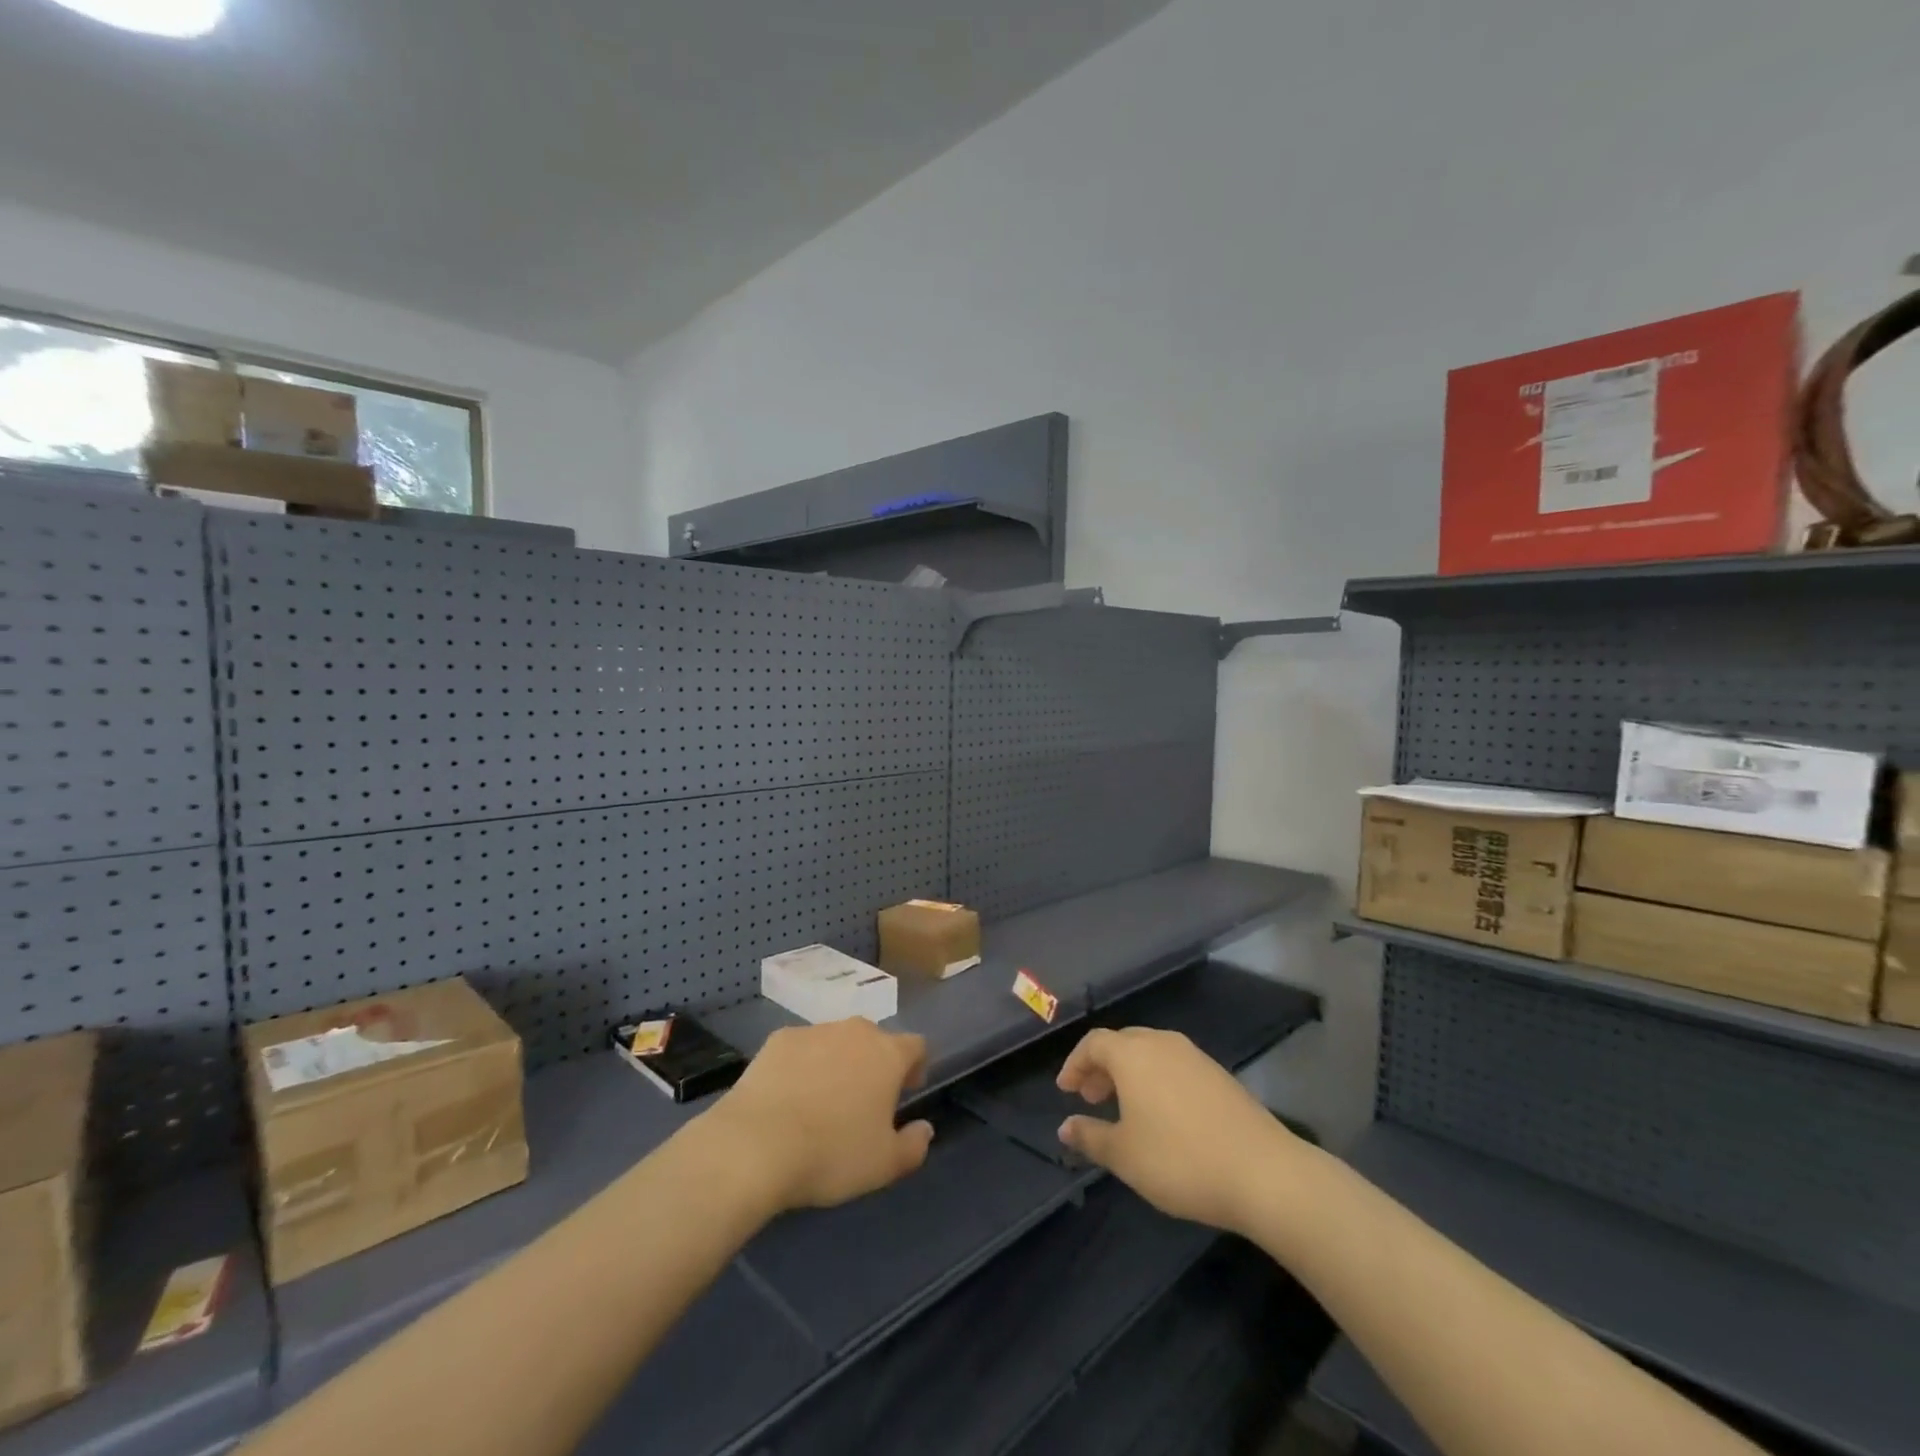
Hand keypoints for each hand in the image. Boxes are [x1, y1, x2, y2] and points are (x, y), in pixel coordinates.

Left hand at [701, 1020, 934, 1213]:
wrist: (756, 1145)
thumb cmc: (831, 1154)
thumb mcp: (884, 1165)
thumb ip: (914, 1145)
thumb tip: (924, 1129)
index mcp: (888, 1054)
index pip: (916, 1046)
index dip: (915, 1067)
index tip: (906, 1092)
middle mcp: (855, 1031)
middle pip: (875, 1040)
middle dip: (874, 1064)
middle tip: (863, 1102)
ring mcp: (815, 1031)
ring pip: (836, 1041)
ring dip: (837, 1062)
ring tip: (822, 1101)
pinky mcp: (778, 1039)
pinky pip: (800, 1049)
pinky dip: (801, 1066)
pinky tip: (788, 1097)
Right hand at [1055, 1026, 1303, 1232]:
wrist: (1263, 1172)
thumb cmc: (1180, 1160)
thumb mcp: (1125, 1155)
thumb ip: (1090, 1136)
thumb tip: (1065, 1127)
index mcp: (1133, 1054)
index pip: (1093, 1043)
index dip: (1075, 1064)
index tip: (1066, 1091)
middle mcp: (1162, 1043)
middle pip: (1122, 1043)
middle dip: (1102, 1067)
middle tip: (1091, 1098)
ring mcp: (1195, 1056)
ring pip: (1150, 1053)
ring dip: (1130, 1074)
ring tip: (1124, 1109)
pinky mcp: (1219, 1074)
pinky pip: (1175, 1066)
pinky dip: (1156, 1080)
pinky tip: (1162, 1115)